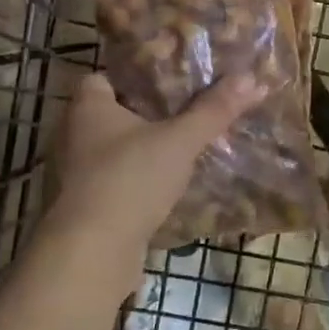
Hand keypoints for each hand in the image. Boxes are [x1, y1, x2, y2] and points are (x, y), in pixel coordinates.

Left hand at [45, 71, 264, 263]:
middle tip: (185, 111)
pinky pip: (118, 181)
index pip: (102, 78)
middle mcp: (75, 135)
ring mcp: (78, 173)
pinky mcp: (88, 205)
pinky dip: (140, 180)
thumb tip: (253, 79)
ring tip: (184, 147)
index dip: (131, 78)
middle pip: (112, 114)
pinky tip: (170, 184)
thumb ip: (214, 110)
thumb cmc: (130, 178)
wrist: (94, 251)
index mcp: (88, 107)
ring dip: (145, 150)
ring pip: (116, 150)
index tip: (166, 82)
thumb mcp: (180, 140)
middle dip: (146, 114)